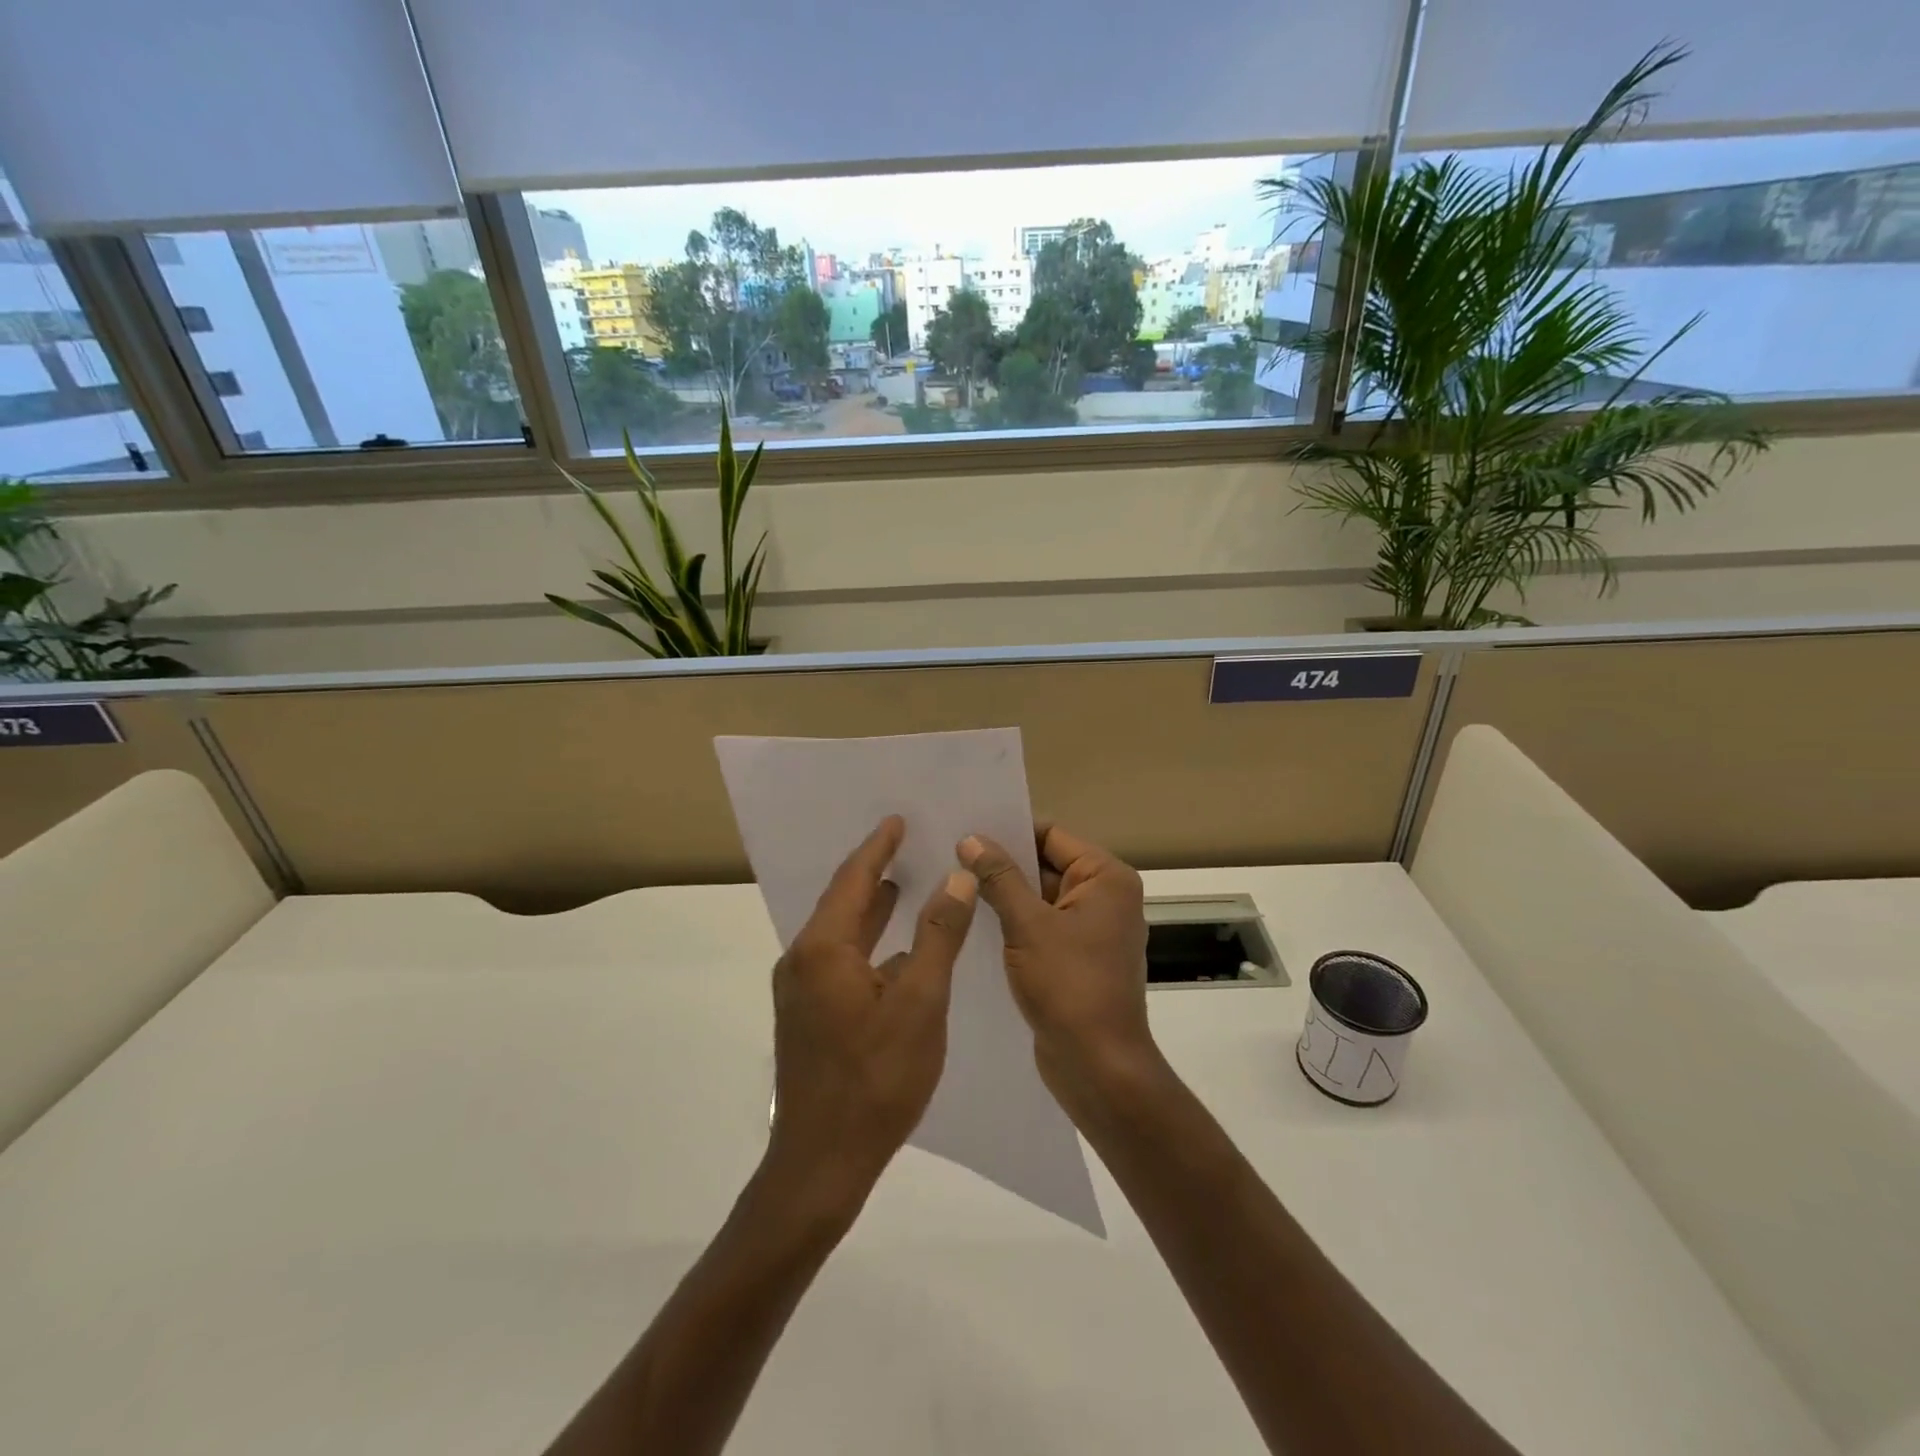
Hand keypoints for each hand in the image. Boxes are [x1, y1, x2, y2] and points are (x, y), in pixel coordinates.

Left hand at [768, 816, 977, 1215]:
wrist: (821, 1163)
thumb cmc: (876, 1079)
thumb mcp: (920, 1002)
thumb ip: (937, 935)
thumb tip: (956, 877)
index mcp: (823, 948)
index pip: (853, 878)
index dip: (877, 847)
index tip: (898, 819)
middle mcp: (802, 960)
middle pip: (842, 901)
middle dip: (874, 872)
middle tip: (907, 844)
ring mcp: (800, 991)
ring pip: (840, 934)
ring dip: (871, 908)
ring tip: (904, 885)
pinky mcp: (807, 1016)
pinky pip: (839, 960)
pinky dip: (867, 943)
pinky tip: (896, 951)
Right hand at [958, 825, 1157, 1116]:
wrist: (1098, 1067)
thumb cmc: (1069, 986)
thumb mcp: (1028, 925)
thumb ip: (999, 877)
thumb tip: (971, 838)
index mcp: (1106, 878)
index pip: (1052, 835)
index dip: (1009, 830)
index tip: (965, 829)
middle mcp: (1105, 896)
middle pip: (1046, 864)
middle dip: (1002, 863)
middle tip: (949, 855)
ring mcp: (1092, 930)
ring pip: (1041, 897)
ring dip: (1005, 894)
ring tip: (953, 884)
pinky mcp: (1076, 958)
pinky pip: (1042, 926)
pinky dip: (1014, 922)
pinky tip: (974, 922)